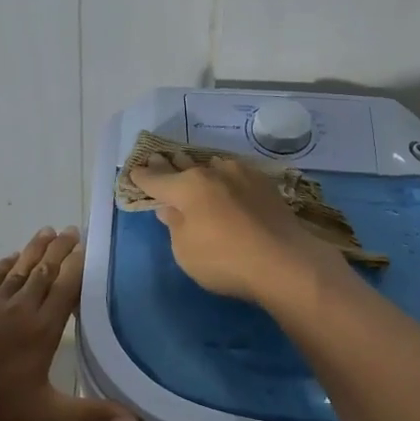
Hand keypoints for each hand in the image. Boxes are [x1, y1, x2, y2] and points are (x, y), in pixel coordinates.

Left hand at [0, 227, 139, 420]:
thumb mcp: (44, 419)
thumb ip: (91, 417)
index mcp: (41, 329)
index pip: (66, 289)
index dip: (78, 266)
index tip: (87, 244)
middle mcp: (18, 308)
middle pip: (43, 272)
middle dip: (59, 250)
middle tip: (70, 229)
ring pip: (17, 270)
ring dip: (33, 251)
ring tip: (46, 231)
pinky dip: (2, 266)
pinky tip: (7, 259)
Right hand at [126, 152, 343, 305]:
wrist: (285, 261)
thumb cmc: (225, 260)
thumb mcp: (186, 251)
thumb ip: (175, 226)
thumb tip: (170, 208)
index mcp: (187, 187)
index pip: (156, 179)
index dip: (143, 177)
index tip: (134, 172)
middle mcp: (213, 173)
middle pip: (184, 166)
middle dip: (169, 165)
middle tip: (158, 158)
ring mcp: (242, 175)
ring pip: (212, 166)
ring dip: (200, 168)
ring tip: (193, 168)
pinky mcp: (265, 185)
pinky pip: (236, 174)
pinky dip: (225, 177)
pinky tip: (227, 180)